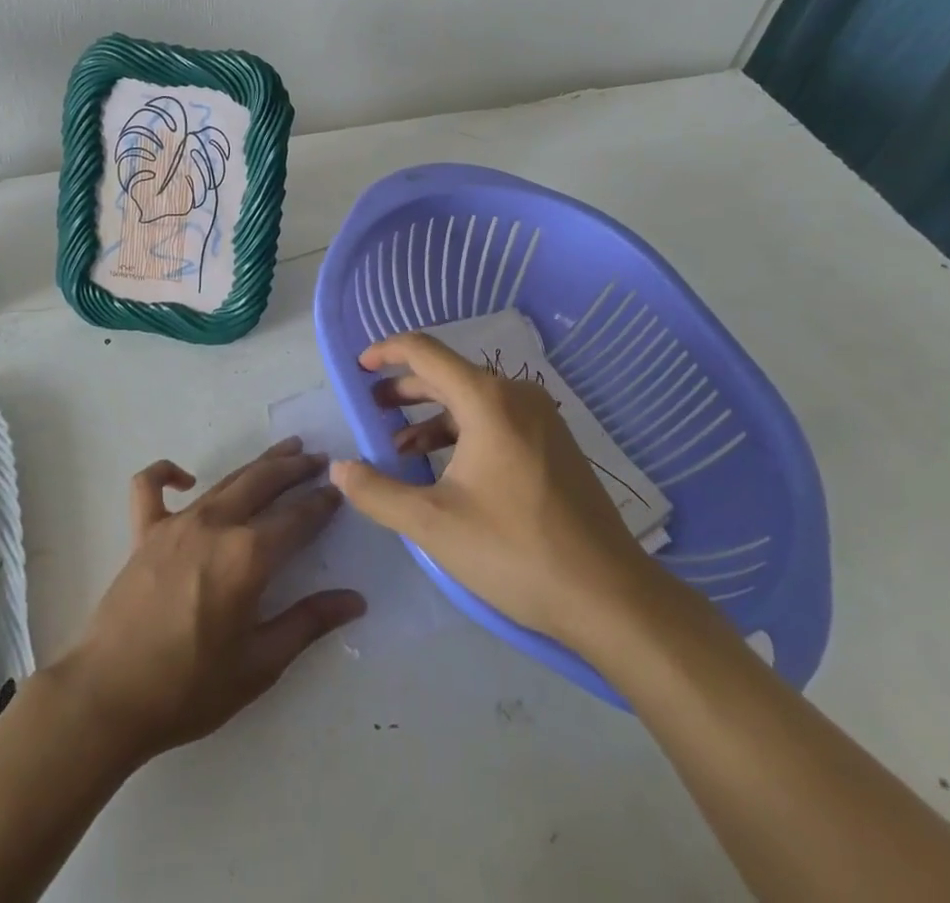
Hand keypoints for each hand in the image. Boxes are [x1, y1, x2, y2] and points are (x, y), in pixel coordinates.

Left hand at [55, 437, 365, 763]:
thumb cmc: (189, 689)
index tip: (340, 491)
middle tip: (318, 459)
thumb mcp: (259, 665)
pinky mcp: (143, 532)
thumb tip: (355, 600)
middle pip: (263, 482)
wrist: (108, 697)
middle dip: (295, 468)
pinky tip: (185, 478)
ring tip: (283, 451)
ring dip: (257, 464)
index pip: (297, 518)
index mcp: (248, 556)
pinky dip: (166, 473)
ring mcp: (176, 523)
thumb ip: (308, 624)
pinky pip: (150, 487)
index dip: (321, 503)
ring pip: (226, 480)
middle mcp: (215, 525)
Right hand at [330, 332, 657, 649]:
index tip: (357, 368)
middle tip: (371, 411)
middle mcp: (515, 396)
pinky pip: (495, 420)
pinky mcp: (554, 445)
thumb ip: (378, 492)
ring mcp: (540, 419)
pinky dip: (460, 433)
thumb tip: (339, 470)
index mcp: (487, 400)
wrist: (609, 596)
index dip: (385, 352)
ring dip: (430, 418)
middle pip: (447, 375)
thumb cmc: (515, 551)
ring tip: (399, 450)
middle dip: (404, 390)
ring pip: (472, 400)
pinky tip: (444, 470)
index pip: (424, 352)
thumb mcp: (433, 524)